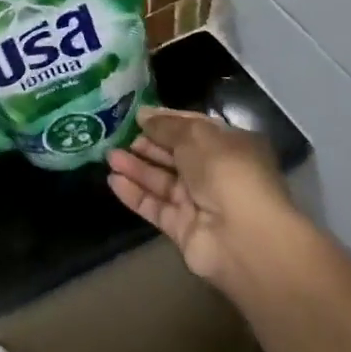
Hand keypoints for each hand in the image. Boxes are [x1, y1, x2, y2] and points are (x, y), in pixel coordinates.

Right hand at [108, 108, 298, 290]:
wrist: (242, 236)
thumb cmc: (225, 171)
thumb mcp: (195, 135)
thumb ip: (166, 125)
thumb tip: (143, 116)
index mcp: (230, 146)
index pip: (193, 128)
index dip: (165, 120)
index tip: (137, 115)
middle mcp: (216, 173)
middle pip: (175, 155)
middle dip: (147, 144)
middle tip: (118, 135)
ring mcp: (199, 203)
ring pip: (162, 181)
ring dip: (136, 167)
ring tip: (108, 155)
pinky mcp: (183, 229)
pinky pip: (155, 206)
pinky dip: (135, 194)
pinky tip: (113, 180)